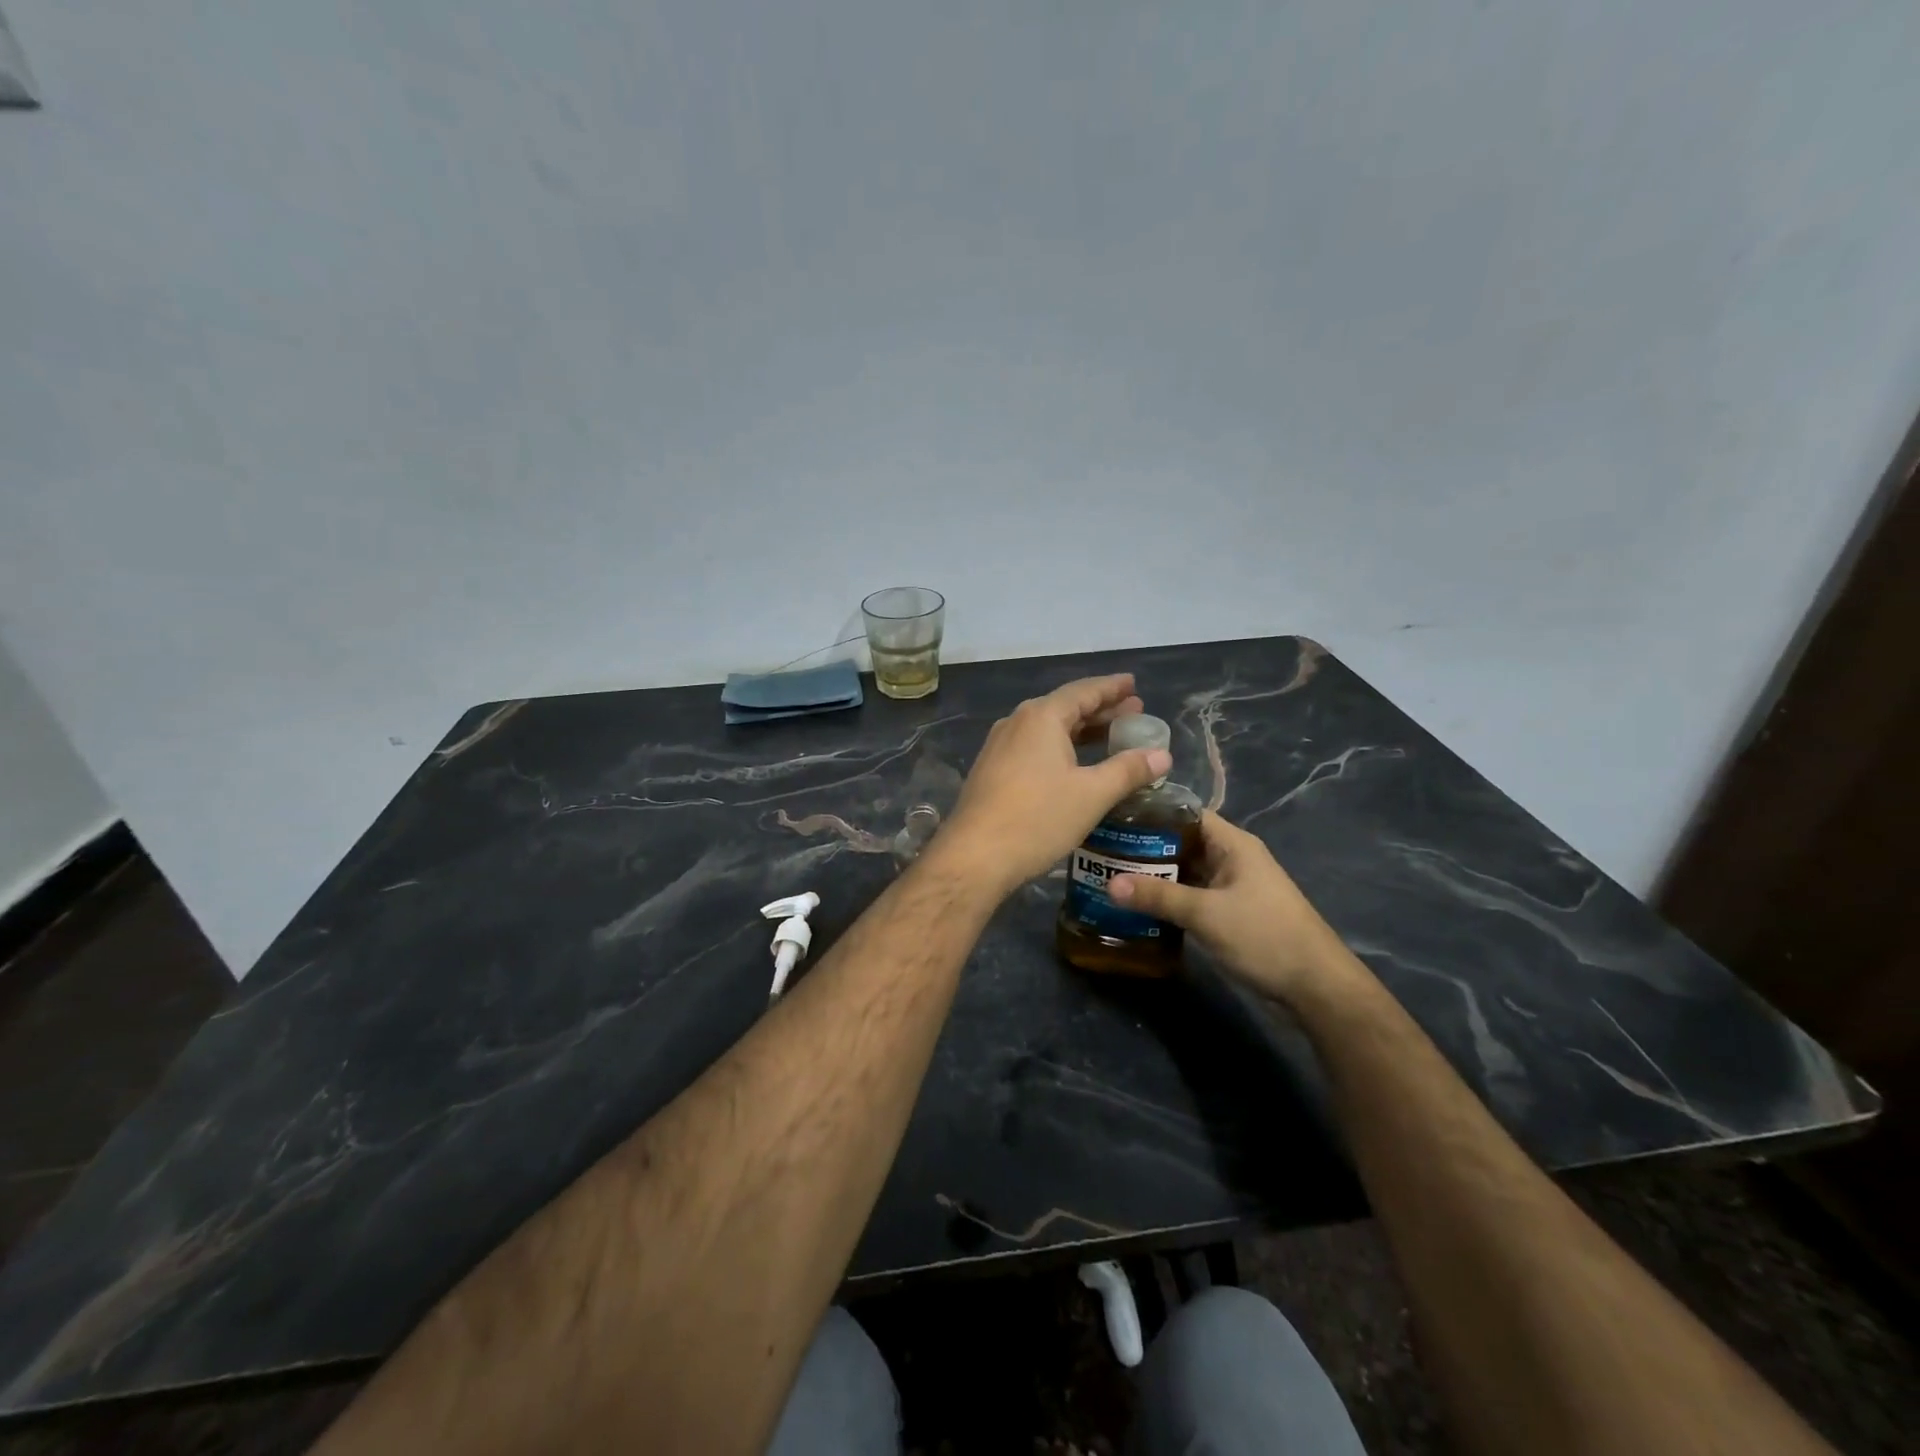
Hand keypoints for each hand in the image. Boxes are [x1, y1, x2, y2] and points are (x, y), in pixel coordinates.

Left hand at [937, 674, 1170, 898]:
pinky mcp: (992, 770)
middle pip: (1065, 708)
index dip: (1111, 688)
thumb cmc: (1038, 818)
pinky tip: (1073, 765)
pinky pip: (1033, 747)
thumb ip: (1128, 770)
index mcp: (1042, 717)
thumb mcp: (1092, 794)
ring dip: (1080, 730)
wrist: (975, 855)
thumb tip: (1163, 754)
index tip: (1133, 684)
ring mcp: (1000, 746)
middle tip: (1132, 712)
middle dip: (1100, 710)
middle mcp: (1017, 722)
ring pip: (1048, 729)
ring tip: (1110, 736)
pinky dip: (1060, 748)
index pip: (1083, 691)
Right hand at [1111, 811, 1357, 1005]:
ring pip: (1185, 872)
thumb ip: (1158, 896)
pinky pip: (1192, 897)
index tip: (1114, 817)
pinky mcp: (1230, 914)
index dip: (1151, 813)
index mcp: (1233, 844)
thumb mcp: (1206, 914)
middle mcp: (1232, 859)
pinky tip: (1138, 907)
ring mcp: (1232, 888)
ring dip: (1154, 876)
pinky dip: (1168, 900)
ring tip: (1111, 876)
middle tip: (1103, 850)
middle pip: (1182, 843)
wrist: (1315, 988)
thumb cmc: (1264, 936)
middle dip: (1145, 847)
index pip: (1186, 814)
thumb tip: (1109, 884)